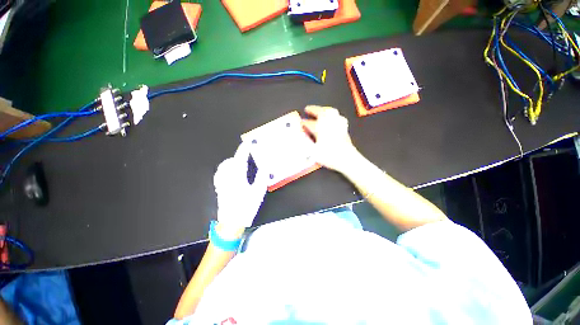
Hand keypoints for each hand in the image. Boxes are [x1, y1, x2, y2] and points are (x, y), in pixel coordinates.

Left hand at [214, 141, 267, 229]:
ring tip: (242, 163)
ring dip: (233, 161)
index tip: (249, 142)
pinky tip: (232, 172)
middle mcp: (227, 178)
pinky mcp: (219, 187)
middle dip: (239, 155)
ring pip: (224, 166)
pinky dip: (227, 168)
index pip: (240, 159)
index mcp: (237, 177)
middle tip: (248, 156)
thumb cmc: (246, 207)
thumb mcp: (258, 192)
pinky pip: (221, 173)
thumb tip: (265, 167)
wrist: (231, 223)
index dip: (245, 149)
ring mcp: (222, 182)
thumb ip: (261, 177)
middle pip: (230, 161)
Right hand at [301, 105, 358, 172]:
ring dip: (324, 110)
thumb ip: (306, 145)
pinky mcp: (344, 129)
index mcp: (320, 128)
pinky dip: (335, 116)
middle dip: (314, 109)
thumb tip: (300, 141)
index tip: (301, 123)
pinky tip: (334, 119)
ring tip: (320, 111)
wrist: (346, 159)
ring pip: (331, 112)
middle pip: (321, 112)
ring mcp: (338, 125)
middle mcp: (329, 124)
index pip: (310, 123)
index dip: (304, 123)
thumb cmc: (329, 155)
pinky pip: (339, 118)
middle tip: (308, 109)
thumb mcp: (313, 152)